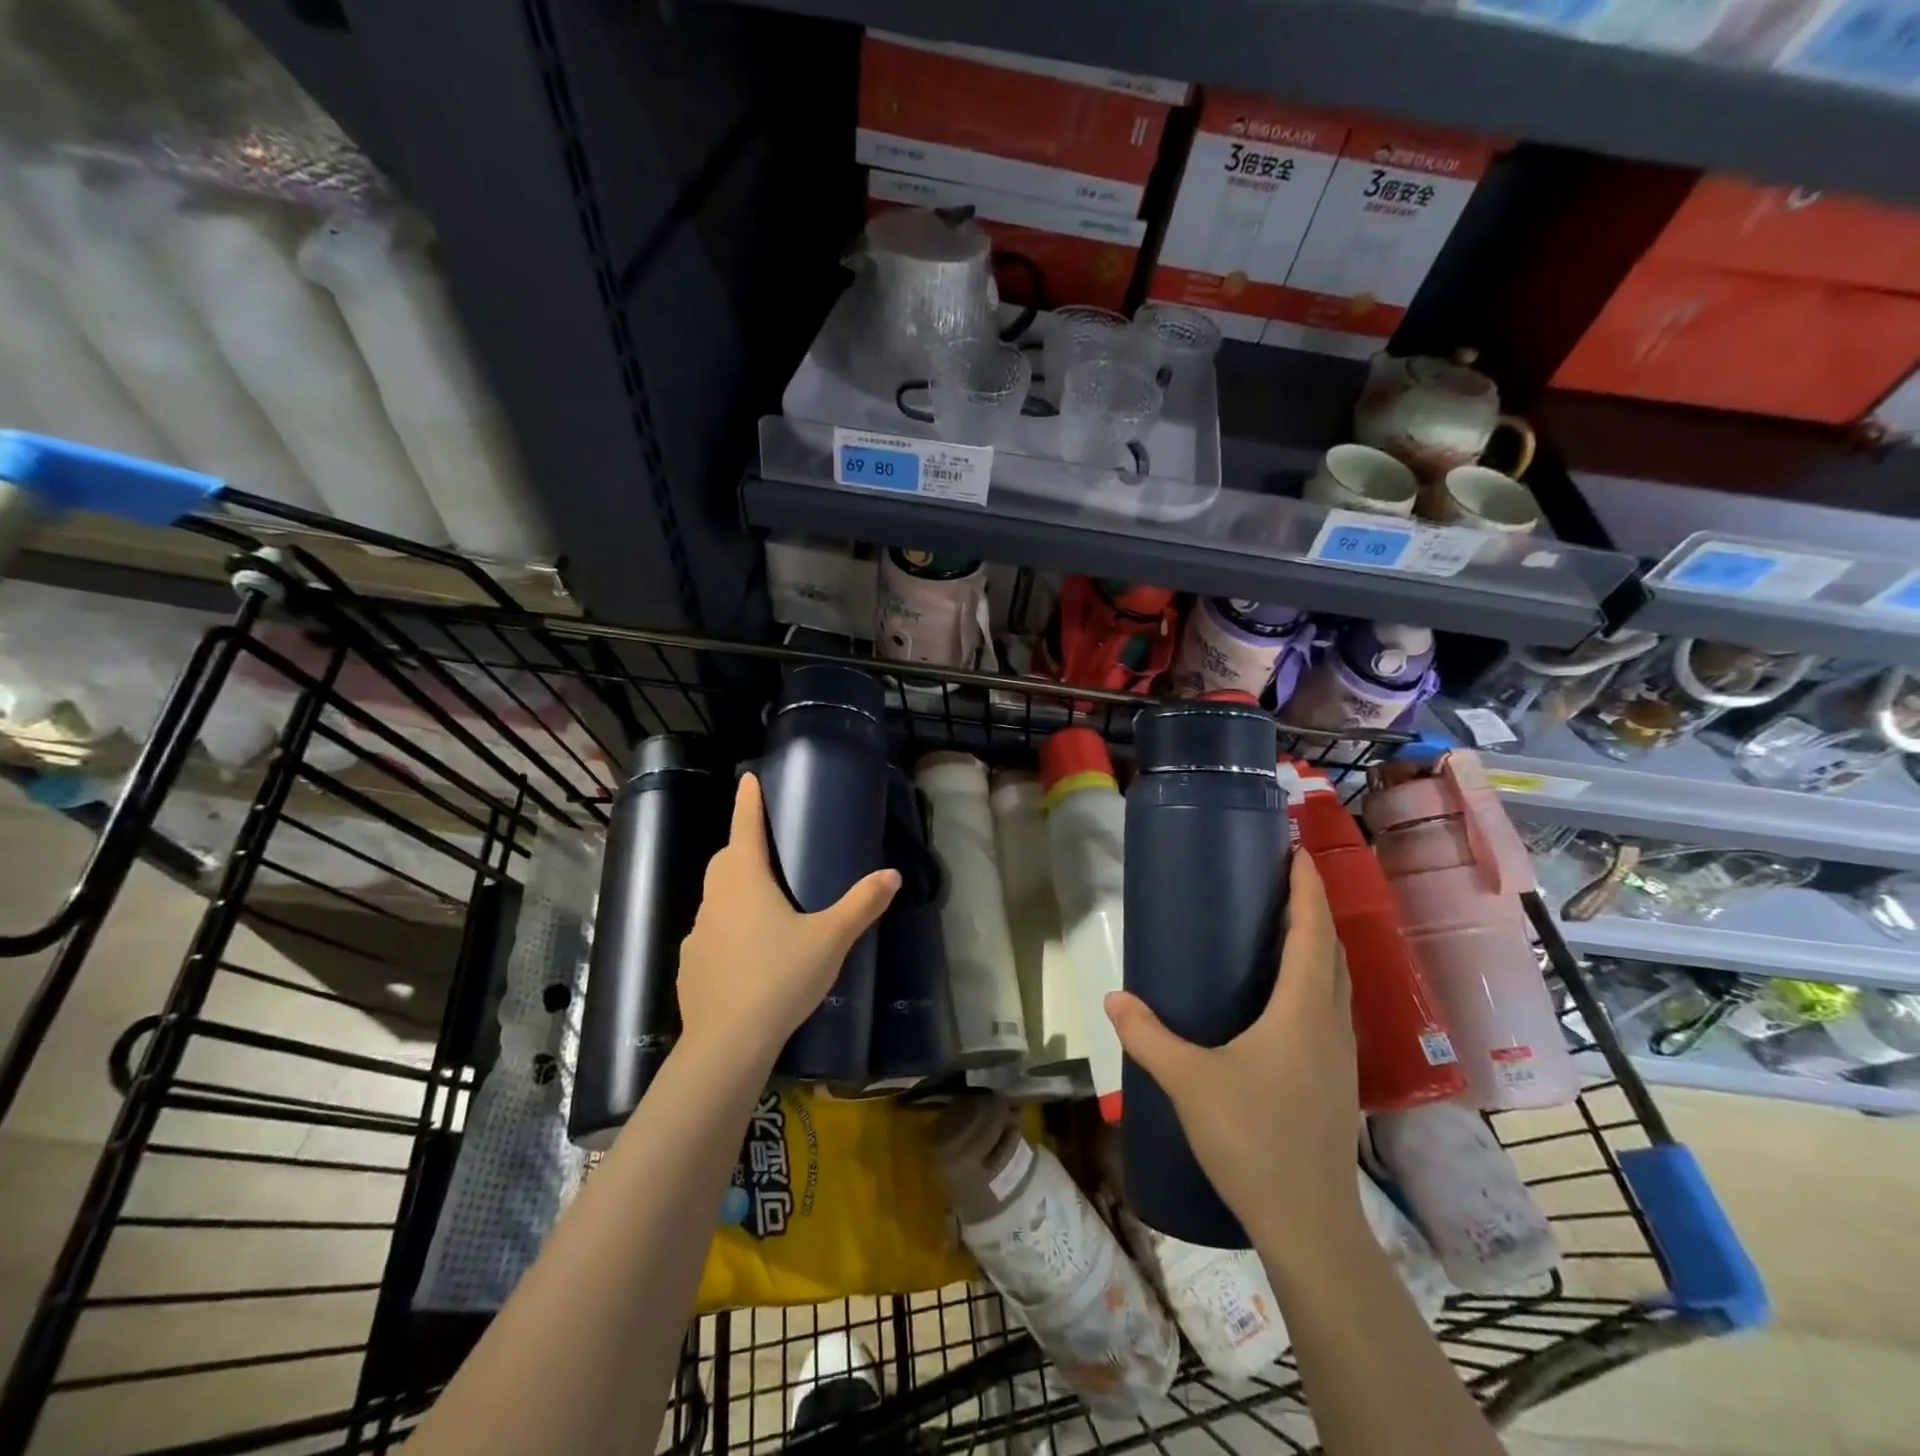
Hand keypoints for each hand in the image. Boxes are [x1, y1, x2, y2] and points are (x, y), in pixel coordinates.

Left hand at [677, 773, 899, 1068]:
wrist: (727, 1042)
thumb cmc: (780, 977)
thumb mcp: (830, 939)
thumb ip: (862, 905)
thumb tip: (892, 874)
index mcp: (746, 881)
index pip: (745, 828)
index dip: (748, 802)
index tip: (748, 779)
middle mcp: (715, 899)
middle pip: (725, 861)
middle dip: (742, 846)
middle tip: (767, 849)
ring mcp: (697, 933)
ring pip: (715, 898)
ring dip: (734, 890)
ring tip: (763, 906)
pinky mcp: (689, 965)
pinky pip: (709, 934)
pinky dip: (725, 930)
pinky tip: (746, 954)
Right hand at [1104, 851, 1361, 1259]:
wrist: (1308, 1222)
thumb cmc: (1252, 1139)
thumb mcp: (1188, 1081)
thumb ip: (1147, 1036)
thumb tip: (1114, 998)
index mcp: (1303, 1009)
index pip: (1312, 931)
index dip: (1307, 887)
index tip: (1297, 850)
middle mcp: (1331, 1021)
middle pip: (1331, 948)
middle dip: (1312, 907)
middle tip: (1281, 879)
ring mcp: (1340, 1052)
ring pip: (1337, 979)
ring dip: (1317, 943)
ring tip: (1283, 925)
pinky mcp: (1337, 1077)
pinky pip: (1332, 1006)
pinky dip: (1316, 978)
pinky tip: (1287, 995)